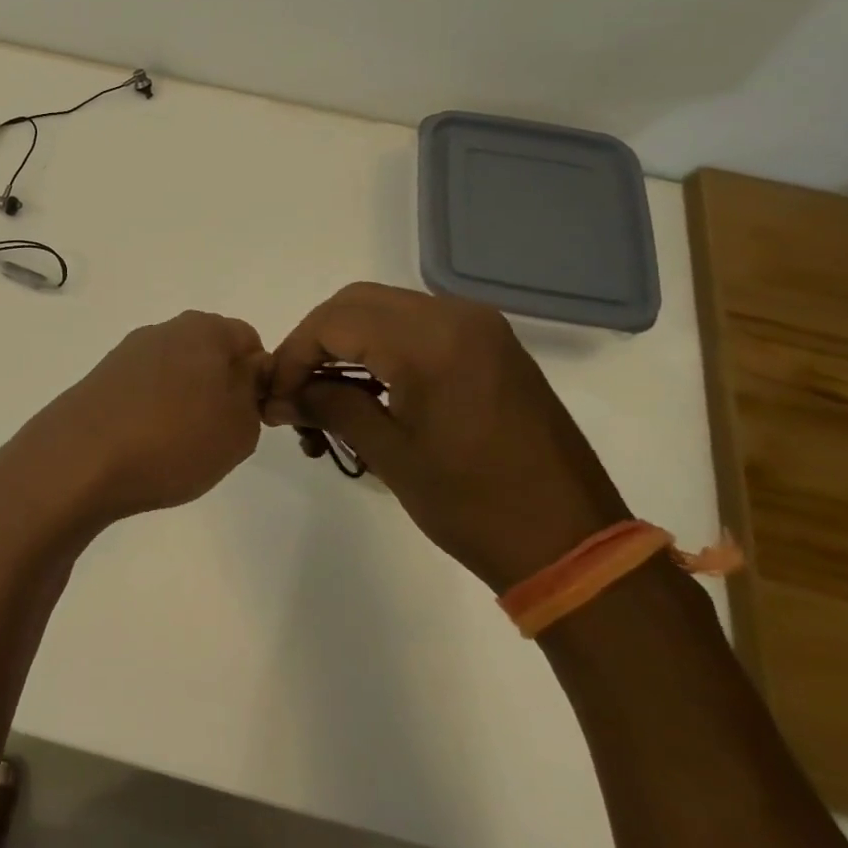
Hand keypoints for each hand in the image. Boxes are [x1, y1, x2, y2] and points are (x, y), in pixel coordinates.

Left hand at [0, 311, 267, 537]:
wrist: (79, 460)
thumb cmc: (173, 440)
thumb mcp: (240, 426)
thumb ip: (254, 393)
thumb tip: (246, 375)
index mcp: (204, 329)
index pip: (249, 341)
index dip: (259, 379)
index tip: (252, 418)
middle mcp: (163, 330)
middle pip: (209, 355)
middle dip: (220, 391)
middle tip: (218, 435)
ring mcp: (126, 354)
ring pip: (175, 375)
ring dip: (185, 404)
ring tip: (178, 447)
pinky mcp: (100, 379)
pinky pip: (143, 392)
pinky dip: (151, 414)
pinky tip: (145, 447)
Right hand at [262, 284, 628, 591]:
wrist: (573, 544)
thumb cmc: (473, 505)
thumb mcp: (389, 454)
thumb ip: (329, 408)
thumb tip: (279, 397)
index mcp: (430, 342)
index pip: (334, 322)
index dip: (293, 354)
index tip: (275, 395)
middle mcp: (455, 317)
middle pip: (356, 303)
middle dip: (315, 342)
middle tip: (293, 390)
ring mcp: (479, 328)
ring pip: (385, 310)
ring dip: (346, 343)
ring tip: (324, 395)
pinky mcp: (491, 346)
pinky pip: (417, 326)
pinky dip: (381, 347)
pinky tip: (366, 390)